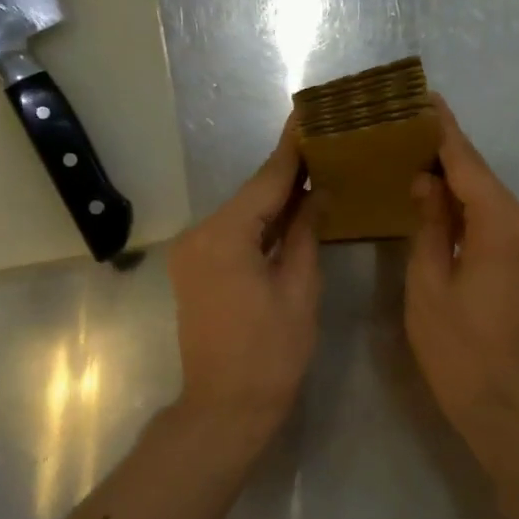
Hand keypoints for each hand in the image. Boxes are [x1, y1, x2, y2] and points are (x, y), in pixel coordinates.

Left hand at [168, 119, 320, 442]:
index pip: (266, 181)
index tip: (309, 111)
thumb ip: (306, 233)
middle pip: (252, 194)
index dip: (293, 147)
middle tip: (326, 142)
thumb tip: (317, 193)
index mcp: (224, 236)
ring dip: (277, 199)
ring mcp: (192, 252)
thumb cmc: (271, 354)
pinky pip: (234, 234)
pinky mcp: (195, 269)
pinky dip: (261, 224)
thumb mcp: (299, 290)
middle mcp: (200, 234)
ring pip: (243, 214)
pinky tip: (291, 211)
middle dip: (289, 172)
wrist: (225, 407)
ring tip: (317, 170)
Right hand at [405, 96, 518, 430]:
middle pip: (480, 176)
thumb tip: (425, 181)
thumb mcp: (429, 284)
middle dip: (444, 151)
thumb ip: (428, 224)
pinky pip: (495, 219)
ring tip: (412, 155)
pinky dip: (467, 206)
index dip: (442, 129)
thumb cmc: (458, 348)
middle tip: (404, 127)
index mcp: (502, 224)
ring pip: (487, 197)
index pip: (467, 163)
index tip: (422, 97)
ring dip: (454, 179)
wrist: (507, 401)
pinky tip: (437, 197)